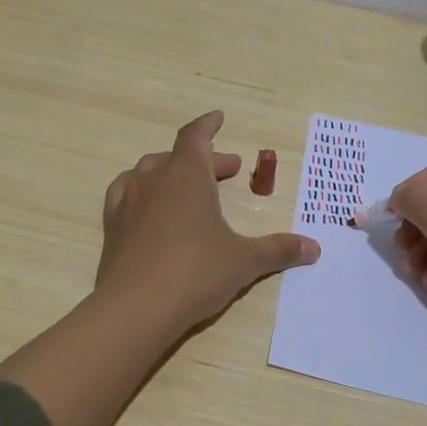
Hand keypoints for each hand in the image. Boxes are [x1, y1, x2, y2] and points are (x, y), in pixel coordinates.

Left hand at [97, 111, 319, 334]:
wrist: (135, 308)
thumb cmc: (196, 273)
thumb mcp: (244, 261)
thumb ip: (278, 250)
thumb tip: (314, 248)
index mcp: (187, 175)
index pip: (196, 136)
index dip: (208, 125)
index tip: (218, 118)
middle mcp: (154, 179)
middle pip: (178, 156)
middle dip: (205, 159)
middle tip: (228, 170)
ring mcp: (128, 201)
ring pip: (148, 171)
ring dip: (171, 172)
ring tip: (189, 186)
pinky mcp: (112, 226)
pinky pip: (125, 193)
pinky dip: (142, 191)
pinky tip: (149, 207)